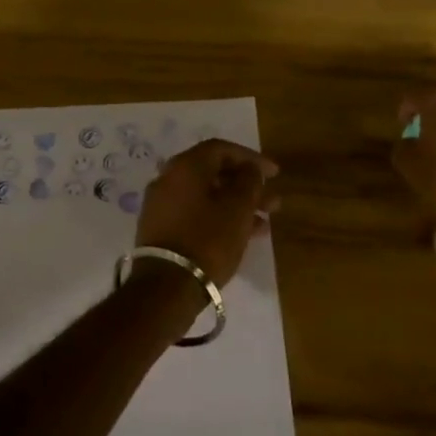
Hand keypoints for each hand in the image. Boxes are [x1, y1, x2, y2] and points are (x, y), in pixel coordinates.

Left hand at [134, 139, 278, 285]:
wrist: (166, 287)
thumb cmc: (207, 240)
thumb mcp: (238, 209)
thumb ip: (249, 181)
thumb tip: (250, 170)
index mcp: (184, 167)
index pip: (221, 149)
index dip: (251, 158)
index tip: (274, 174)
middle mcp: (168, 179)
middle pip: (214, 173)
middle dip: (246, 185)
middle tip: (272, 201)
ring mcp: (162, 205)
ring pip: (206, 196)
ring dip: (236, 205)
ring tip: (265, 223)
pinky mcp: (161, 229)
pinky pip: (196, 213)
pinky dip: (219, 218)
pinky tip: (243, 236)